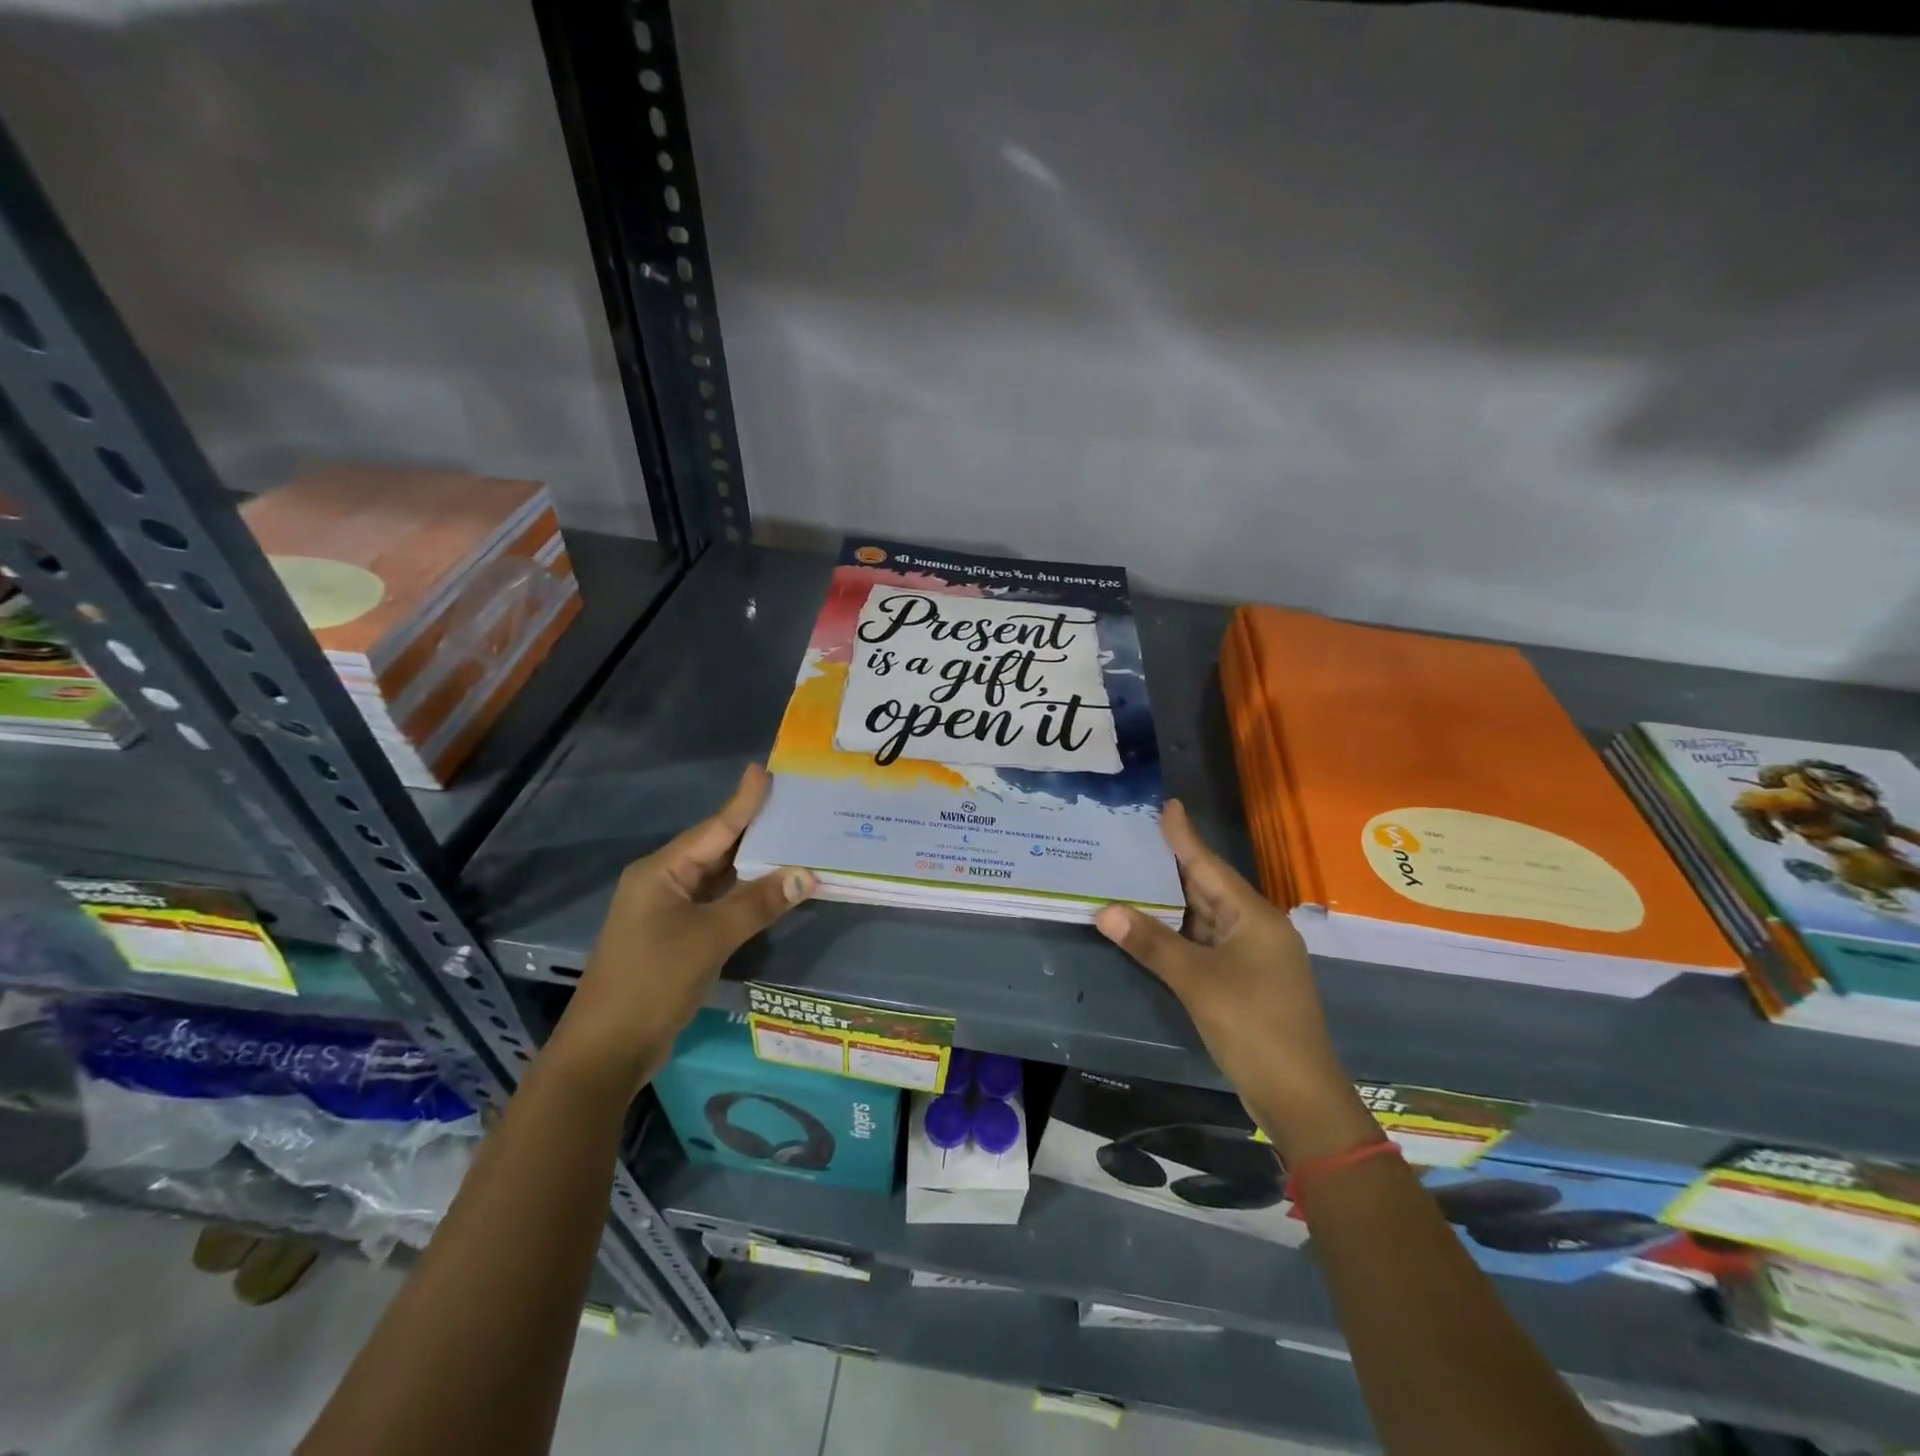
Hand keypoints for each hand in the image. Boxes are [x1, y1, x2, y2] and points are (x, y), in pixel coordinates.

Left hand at [551, 764, 813, 1095]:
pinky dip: (745, 896)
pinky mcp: (677, 938)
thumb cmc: (652, 981)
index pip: (714, 828)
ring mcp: (668, 912)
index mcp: (661, 871)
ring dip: (754, 866)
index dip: (743, 801)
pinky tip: (774, 889)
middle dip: (756, 831)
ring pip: (719, 878)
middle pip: (717, 849)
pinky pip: (718, 904)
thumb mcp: (709, 938)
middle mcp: (663, 883)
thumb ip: (758, 903)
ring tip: (796, 842)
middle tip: (795, 807)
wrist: (606, 1050)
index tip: (764, 771)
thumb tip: (806, 873)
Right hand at [1096, 801, 1369, 1162]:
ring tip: (1136, 874)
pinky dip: (1179, 932)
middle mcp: (1256, 929)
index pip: (1211, 866)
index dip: (1186, 837)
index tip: (1168, 805)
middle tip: (1138, 838)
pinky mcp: (1244, 981)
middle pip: (1209, 888)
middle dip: (1174, 865)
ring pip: (1206, 917)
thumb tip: (1105, 909)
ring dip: (1173, 901)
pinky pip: (1206, 943)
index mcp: (1254, 918)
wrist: (1299, 1096)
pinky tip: (1153, 926)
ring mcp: (1252, 957)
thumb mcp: (1197, 982)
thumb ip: (1151, 943)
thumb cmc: (1253, 1026)